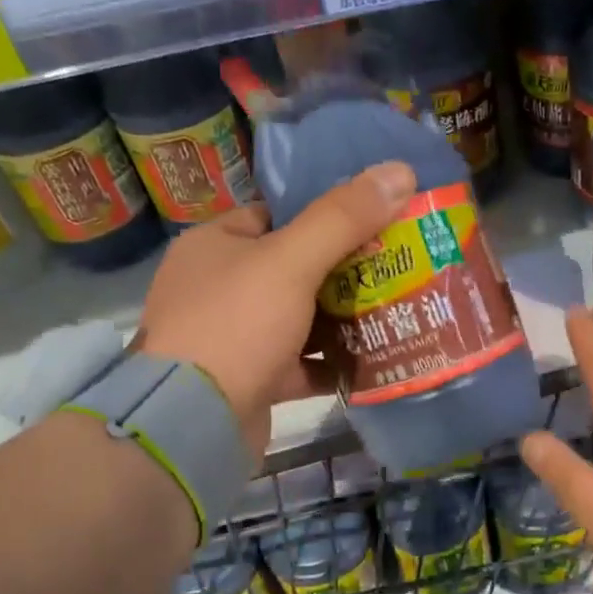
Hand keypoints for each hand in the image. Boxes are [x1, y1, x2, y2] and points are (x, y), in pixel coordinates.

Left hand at [134, 162, 415, 454]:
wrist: (192, 422)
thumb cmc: (235, 325)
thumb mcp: (291, 261)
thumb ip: (343, 217)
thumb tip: (400, 171)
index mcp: (215, 245)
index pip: (275, 215)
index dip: (324, 214)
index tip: (374, 219)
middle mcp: (218, 288)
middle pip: (293, 268)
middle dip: (343, 270)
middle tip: (396, 264)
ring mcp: (232, 337)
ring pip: (299, 318)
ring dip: (342, 318)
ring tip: (396, 307)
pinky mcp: (250, 380)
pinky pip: (300, 363)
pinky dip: (331, 362)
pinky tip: (373, 359)